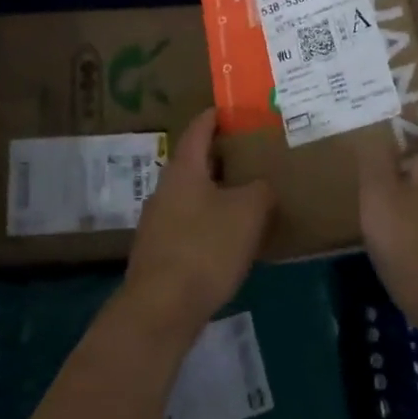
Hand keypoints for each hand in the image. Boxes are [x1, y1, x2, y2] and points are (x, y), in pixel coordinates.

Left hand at [121, 108, 276, 342]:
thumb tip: (261, 186)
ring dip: (214, 191)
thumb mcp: (248, 213)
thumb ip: (260, 190)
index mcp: (184, 168)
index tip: (233, 110)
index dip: (216, 116)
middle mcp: (164, 187)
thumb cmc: (206, 248)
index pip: (199, 128)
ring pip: (190, 194)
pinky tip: (226, 237)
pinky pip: (187, 222)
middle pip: (194, 161)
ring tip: (244, 197)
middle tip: (250, 156)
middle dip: (220, 157)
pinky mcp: (157, 250)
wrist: (161, 308)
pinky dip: (207, 220)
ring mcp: (156, 219)